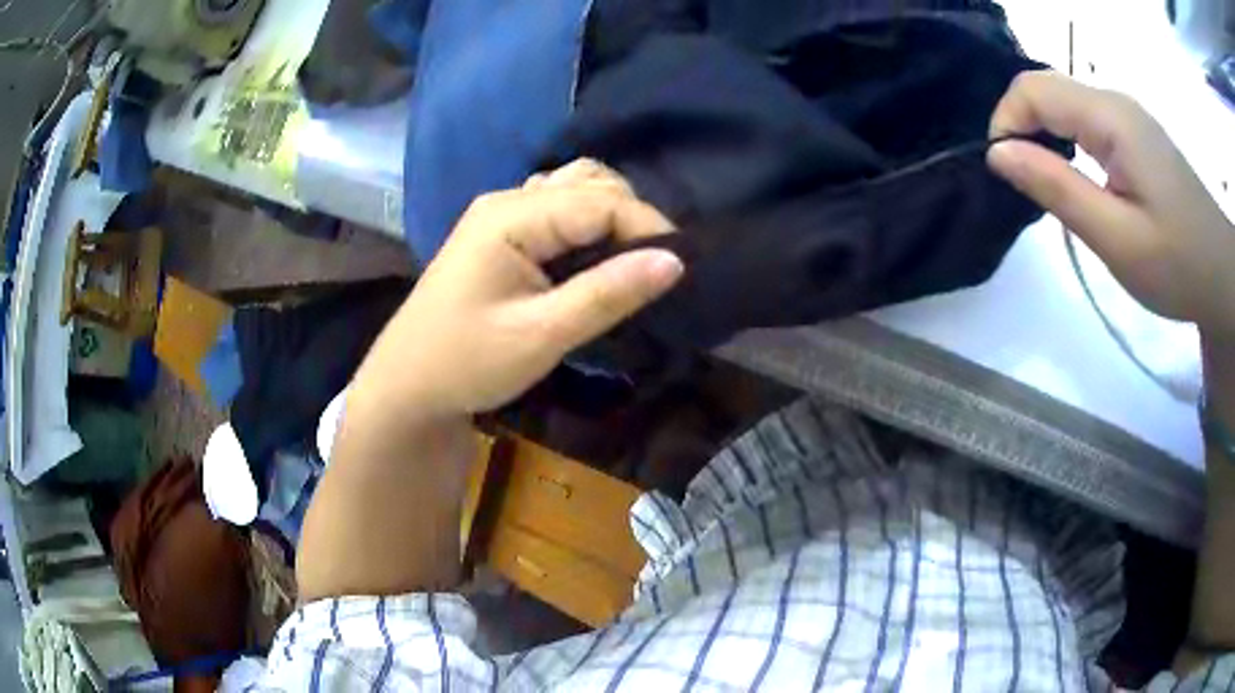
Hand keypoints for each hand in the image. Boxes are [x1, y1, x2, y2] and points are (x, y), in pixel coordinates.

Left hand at [350, 159, 682, 420]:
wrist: (408, 386)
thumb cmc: (466, 363)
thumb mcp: (541, 334)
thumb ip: (608, 294)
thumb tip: (676, 261)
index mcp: (511, 216)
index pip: (600, 201)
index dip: (648, 227)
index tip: (683, 266)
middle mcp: (507, 201)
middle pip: (589, 183)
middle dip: (632, 217)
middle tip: (657, 267)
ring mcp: (500, 215)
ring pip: (574, 191)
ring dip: (611, 216)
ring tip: (632, 260)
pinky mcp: (501, 235)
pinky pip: (557, 210)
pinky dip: (587, 225)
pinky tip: (595, 257)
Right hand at [987, 71, 1234, 339]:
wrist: (1221, 277)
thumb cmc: (1177, 265)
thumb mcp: (1117, 238)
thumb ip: (1058, 188)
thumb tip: (998, 153)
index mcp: (1110, 117)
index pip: (1033, 88)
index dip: (1006, 121)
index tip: (1004, 173)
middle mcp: (1115, 101)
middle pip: (1048, 88)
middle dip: (1023, 127)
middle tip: (1027, 186)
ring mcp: (1128, 115)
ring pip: (1066, 102)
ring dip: (1046, 135)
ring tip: (1052, 186)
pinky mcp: (1137, 133)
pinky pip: (1087, 119)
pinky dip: (1069, 140)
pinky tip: (1081, 178)